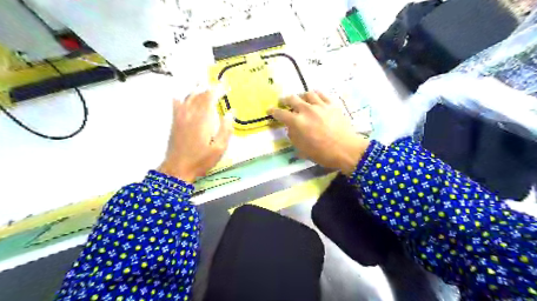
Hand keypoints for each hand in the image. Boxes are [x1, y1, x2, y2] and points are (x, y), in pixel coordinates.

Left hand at [158, 90, 232, 182]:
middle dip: (210, 88)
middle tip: (218, 85)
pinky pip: (177, 104)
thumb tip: (230, 112)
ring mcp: (181, 117)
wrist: (178, 168)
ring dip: (198, 89)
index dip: (218, 89)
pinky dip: (181, 97)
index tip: (226, 86)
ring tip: (205, 85)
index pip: (210, 97)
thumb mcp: (220, 148)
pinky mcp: (175, 121)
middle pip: (200, 95)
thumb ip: (226, 129)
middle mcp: (191, 114)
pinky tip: (183, 94)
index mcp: (203, 119)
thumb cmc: (202, 160)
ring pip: (189, 97)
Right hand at [269, 91, 369, 176]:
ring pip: (307, 94)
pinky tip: (315, 97)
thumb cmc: (323, 153)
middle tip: (284, 102)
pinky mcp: (332, 104)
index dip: (273, 111)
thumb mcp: (303, 149)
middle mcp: (307, 110)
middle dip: (285, 100)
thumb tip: (291, 128)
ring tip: (301, 99)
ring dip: (301, 96)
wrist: (347, 149)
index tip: (269, 109)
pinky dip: (315, 95)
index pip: (281, 113)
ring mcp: (320, 105)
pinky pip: (321, 94)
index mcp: (297, 122)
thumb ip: (294, 136)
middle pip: (292, 99)